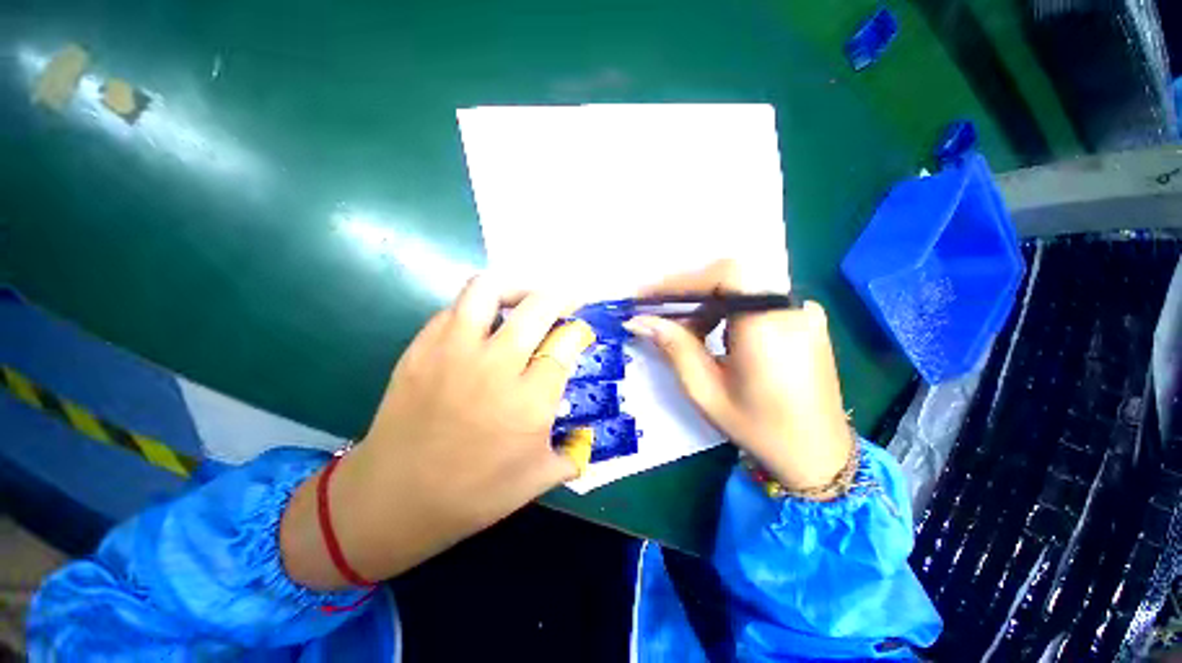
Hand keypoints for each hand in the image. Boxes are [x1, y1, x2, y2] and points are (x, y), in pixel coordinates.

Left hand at [281, 276, 595, 588]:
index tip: (578, 333)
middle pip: (538, 307)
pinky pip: (455, 308)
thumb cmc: (473, 494)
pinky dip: (478, 307)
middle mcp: (496, 366)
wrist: (393, 498)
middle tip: (566, 302)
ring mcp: (454, 352)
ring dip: (515, 287)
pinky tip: (484, 324)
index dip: (578, 332)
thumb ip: (573, 452)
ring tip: (525, 298)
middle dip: (561, 297)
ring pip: (489, 290)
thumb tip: (588, 433)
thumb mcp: (538, 479)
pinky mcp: (421, 348)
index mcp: (530, 400)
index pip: (566, 343)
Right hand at [624, 260, 853, 493]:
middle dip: (689, 292)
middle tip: (659, 314)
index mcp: (769, 328)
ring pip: (742, 286)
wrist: (817, 454)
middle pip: (731, 277)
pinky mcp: (804, 318)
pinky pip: (756, 298)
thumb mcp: (706, 390)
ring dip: (705, 301)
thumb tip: (639, 321)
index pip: (725, 275)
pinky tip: (714, 333)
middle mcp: (792, 309)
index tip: (647, 297)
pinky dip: (727, 308)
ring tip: (685, 330)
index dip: (682, 280)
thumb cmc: (759, 428)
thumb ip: (674, 347)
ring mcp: (802, 311)